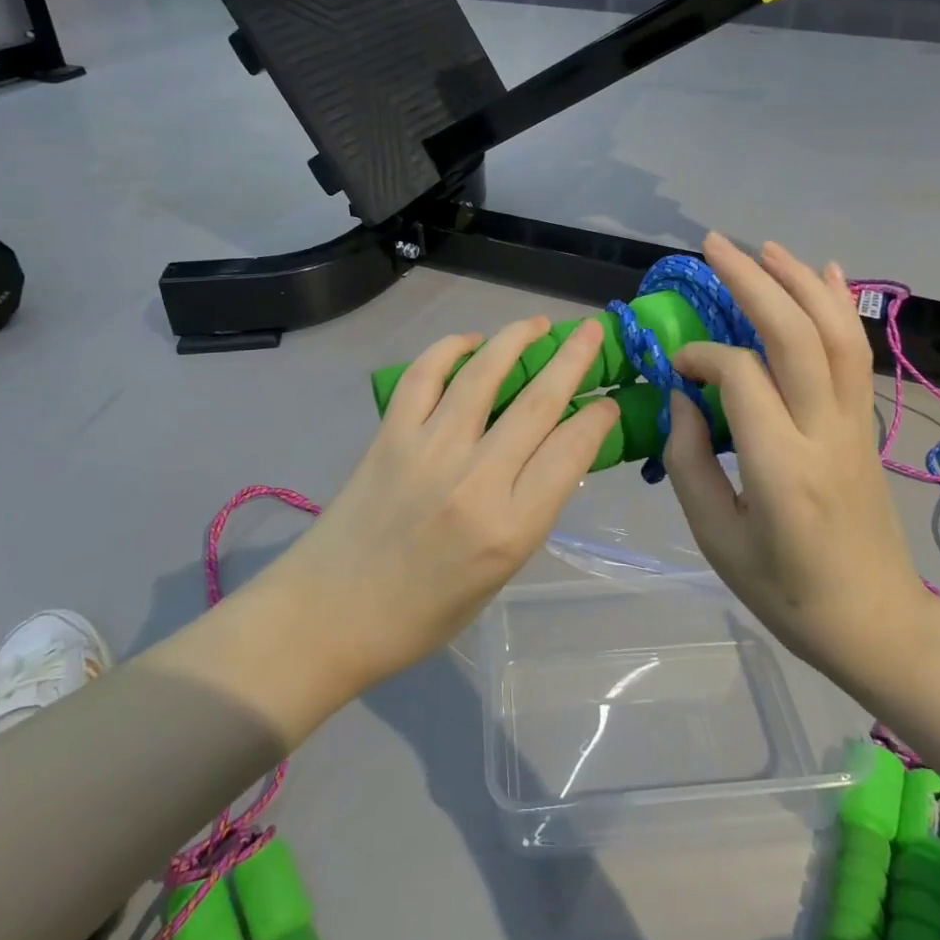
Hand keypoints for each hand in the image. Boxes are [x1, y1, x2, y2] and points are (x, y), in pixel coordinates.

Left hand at [268, 317, 617, 696]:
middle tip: (591, 331)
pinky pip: (423, 376)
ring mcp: (428, 451)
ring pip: (483, 375)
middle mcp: (475, 482)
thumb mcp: (500, 573)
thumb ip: (530, 509)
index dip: (597, 418)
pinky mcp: (390, 435)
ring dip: (516, 339)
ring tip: (536, 324)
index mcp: (510, 529)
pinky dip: (449, 349)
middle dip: (573, 359)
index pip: (571, 452)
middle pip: (537, 404)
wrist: (332, 614)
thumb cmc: (424, 610)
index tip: (606, 401)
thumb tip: (555, 451)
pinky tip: (470, 342)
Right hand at [664, 234, 928, 686]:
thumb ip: (689, 462)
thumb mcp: (717, 539)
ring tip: (764, 246)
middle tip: (714, 245)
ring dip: (800, 281)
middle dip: (754, 281)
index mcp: (780, 468)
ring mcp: (855, 423)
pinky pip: (856, 353)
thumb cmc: (786, 591)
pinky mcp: (867, 423)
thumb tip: (682, 395)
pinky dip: (841, 305)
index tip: (676, 363)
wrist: (876, 623)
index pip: (741, 376)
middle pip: (795, 335)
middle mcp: (825, 432)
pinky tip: (827, 271)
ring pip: (835, 333)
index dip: (702, 355)